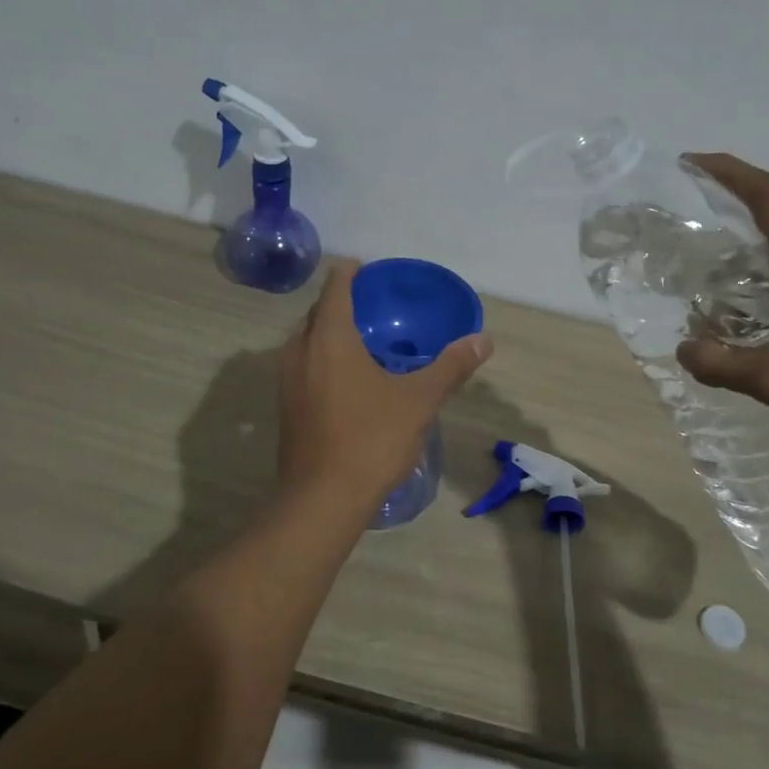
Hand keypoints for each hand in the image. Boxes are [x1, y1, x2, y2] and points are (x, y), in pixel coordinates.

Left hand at [278, 262, 493, 503]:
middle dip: (342, 303)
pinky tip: (348, 381)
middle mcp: (299, 350)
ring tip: (364, 342)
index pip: (336, 287)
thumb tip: (484, 340)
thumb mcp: (419, 400)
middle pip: (318, 312)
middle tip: (375, 307)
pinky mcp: (285, 407)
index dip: (352, 273)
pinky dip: (323, 360)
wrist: (322, 499)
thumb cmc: (371, 439)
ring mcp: (286, 380)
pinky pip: (303, 366)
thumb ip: (450, 366)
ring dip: (330, 333)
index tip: (370, 270)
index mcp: (329, 337)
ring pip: (307, 341)